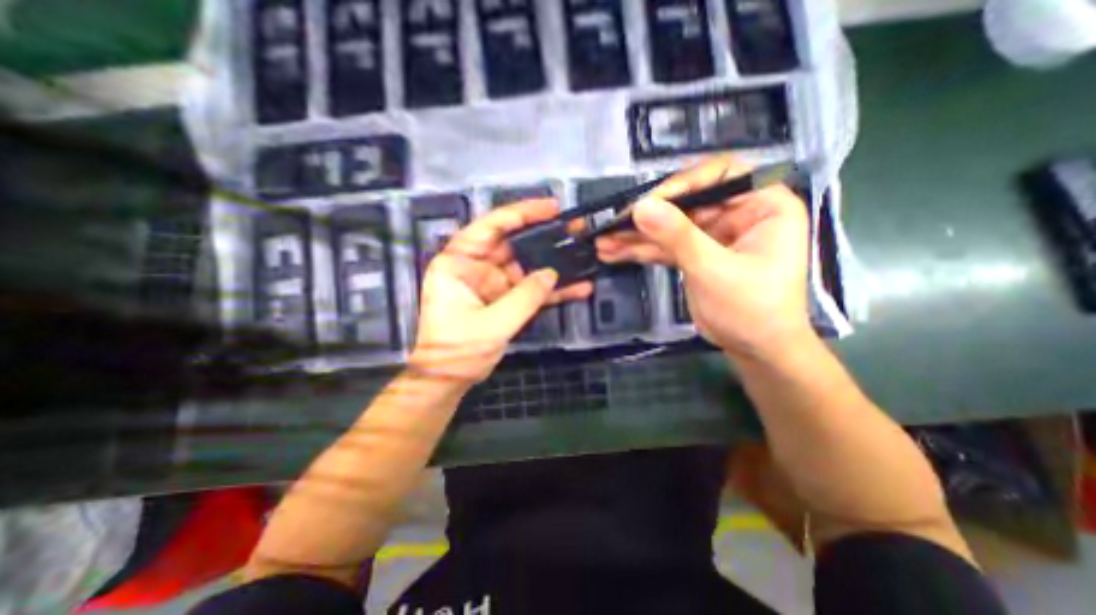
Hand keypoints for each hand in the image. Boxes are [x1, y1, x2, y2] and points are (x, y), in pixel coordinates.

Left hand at [411, 202, 596, 383]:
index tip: (551, 207)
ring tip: (582, 255)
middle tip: (574, 229)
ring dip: (552, 264)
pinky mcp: (505, 300)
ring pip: (526, 267)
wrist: (449, 379)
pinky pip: (530, 290)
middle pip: (513, 243)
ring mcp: (493, 284)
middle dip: (543, 236)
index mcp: (459, 262)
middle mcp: (476, 267)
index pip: (490, 227)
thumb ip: (524, 297)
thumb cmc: (457, 350)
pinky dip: (552, 290)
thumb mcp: (491, 324)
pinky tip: (577, 288)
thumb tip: (551, 274)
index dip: (521, 213)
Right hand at [599, 154, 811, 363]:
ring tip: (604, 241)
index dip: (682, 184)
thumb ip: (678, 236)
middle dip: (647, 216)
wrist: (755, 350)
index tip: (649, 203)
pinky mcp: (694, 255)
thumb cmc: (753, 309)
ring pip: (669, 226)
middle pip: (685, 202)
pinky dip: (640, 251)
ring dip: (636, 235)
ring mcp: (712, 235)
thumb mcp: (715, 270)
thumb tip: (642, 207)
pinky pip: (664, 247)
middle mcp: (736, 213)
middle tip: (613, 225)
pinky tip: (614, 252)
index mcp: (762, 205)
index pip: (719, 175)